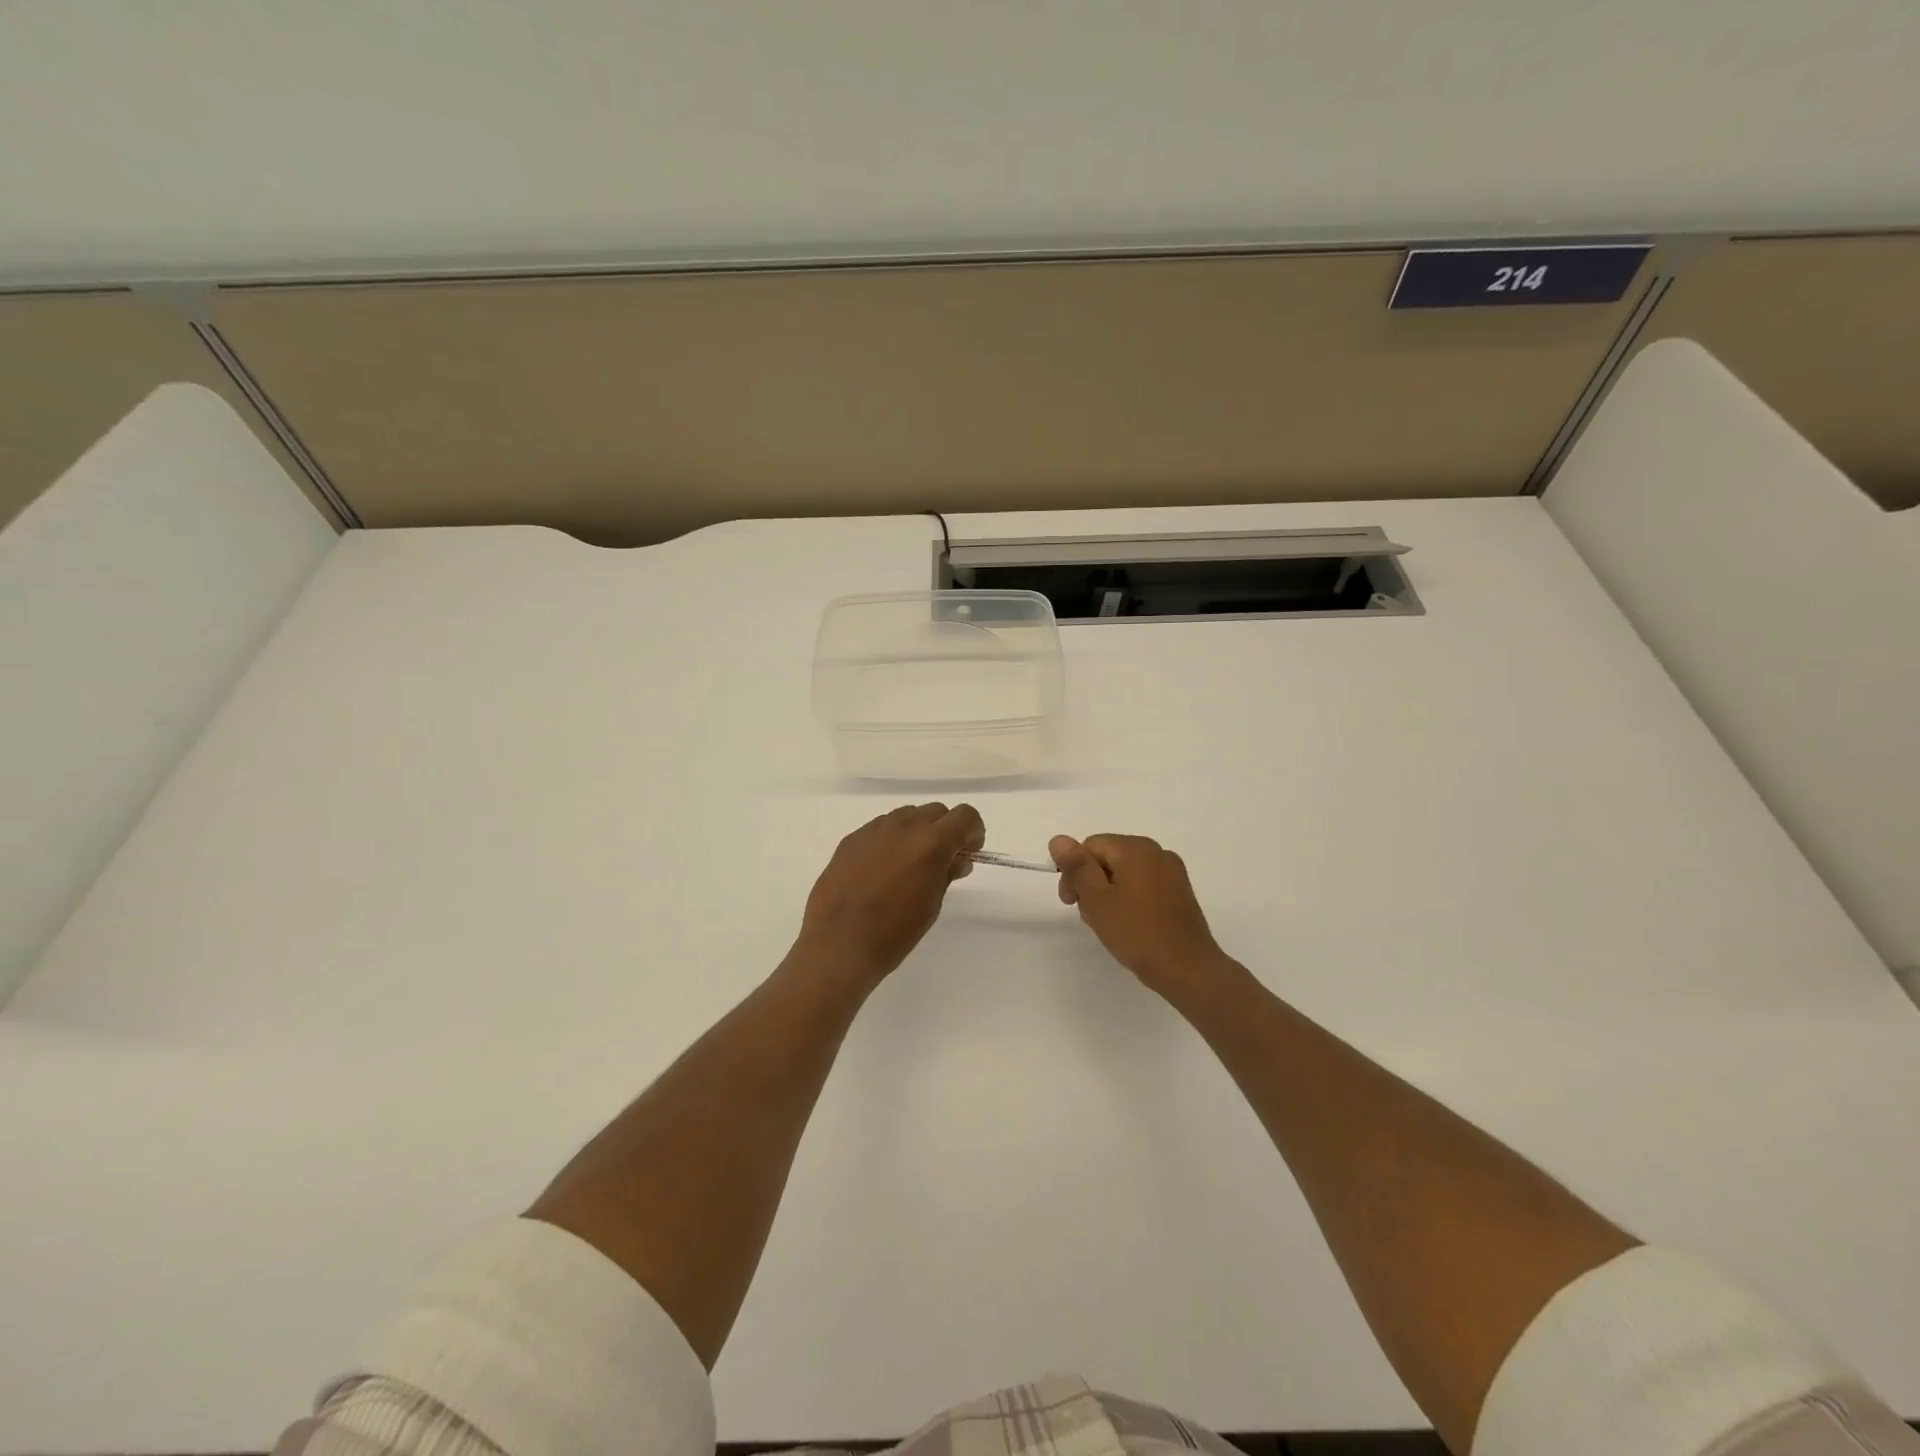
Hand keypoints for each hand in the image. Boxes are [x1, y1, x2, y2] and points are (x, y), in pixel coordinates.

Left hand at [796, 803, 985, 985]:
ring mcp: (874, 829)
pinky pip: (880, 829)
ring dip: (916, 833)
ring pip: (906, 816)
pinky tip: (881, 870)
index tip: (969, 852)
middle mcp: (904, 826)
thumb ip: (947, 873)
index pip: (965, 815)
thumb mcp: (932, 904)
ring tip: (908, 866)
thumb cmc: (895, 932)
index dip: (973, 831)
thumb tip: (957, 860)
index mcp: (931, 842)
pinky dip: (890, 841)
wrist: (839, 944)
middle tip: (942, 861)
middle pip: (935, 811)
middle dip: (945, 830)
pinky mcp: (851, 839)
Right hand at [1050, 833, 1228, 996]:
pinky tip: (1129, 926)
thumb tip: (1058, 839)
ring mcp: (1172, 872)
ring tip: (1109, 925)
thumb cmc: (1137, 932)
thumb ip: (1077, 866)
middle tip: (1089, 917)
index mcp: (1136, 848)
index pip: (1090, 846)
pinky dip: (1130, 900)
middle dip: (1091, 883)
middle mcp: (1157, 852)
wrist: (1188, 969)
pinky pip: (1144, 886)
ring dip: (1109, 894)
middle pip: (1108, 857)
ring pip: (1125, 873)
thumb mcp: (1097, 899)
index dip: (1074, 872)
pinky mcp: (1180, 893)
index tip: (1070, 903)